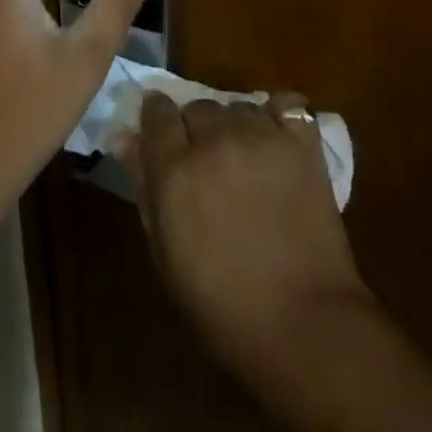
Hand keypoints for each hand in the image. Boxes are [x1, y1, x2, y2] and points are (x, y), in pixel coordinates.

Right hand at [121, 92, 370, 379]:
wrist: (305, 327)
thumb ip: (144, 188)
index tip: (162, 135)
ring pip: (238, 106)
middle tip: (208, 164)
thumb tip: (125, 138)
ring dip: (235, 126)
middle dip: (197, 129)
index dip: (157, 119)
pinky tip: (278, 139)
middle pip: (197, 107)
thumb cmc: (223, 307)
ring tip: (246, 160)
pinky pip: (287, 105)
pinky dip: (279, 115)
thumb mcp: (166, 256)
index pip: (156, 111)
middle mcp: (214, 140)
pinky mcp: (301, 143)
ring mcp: (261, 136)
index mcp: (175, 168)